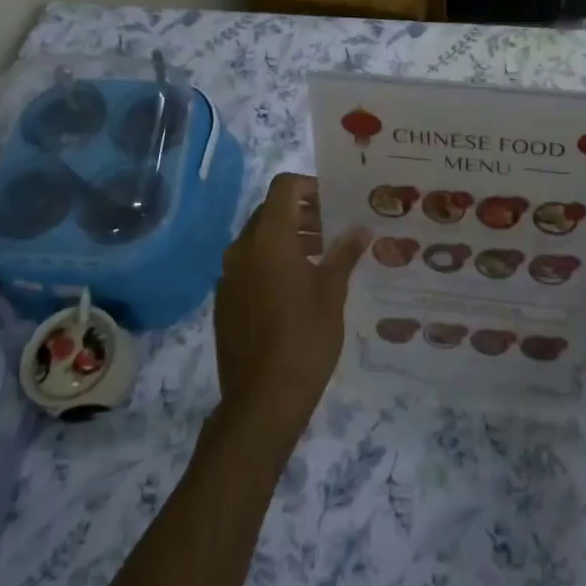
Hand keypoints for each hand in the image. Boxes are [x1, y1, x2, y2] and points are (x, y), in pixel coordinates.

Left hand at [214, 173, 368, 439]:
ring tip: (321, 258)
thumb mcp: (332, 292)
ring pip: (259, 240)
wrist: (262, 399)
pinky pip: (249, 266)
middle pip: (270, 212)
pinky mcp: (224, 300)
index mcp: (269, 237)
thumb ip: (344, 253)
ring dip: (288, 239)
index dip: (309, 186)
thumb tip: (361, 229)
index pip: (283, 187)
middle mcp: (242, 248)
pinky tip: (296, 289)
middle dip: (302, 215)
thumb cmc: (305, 337)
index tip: (334, 202)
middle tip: (333, 230)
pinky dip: (272, 262)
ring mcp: (228, 275)